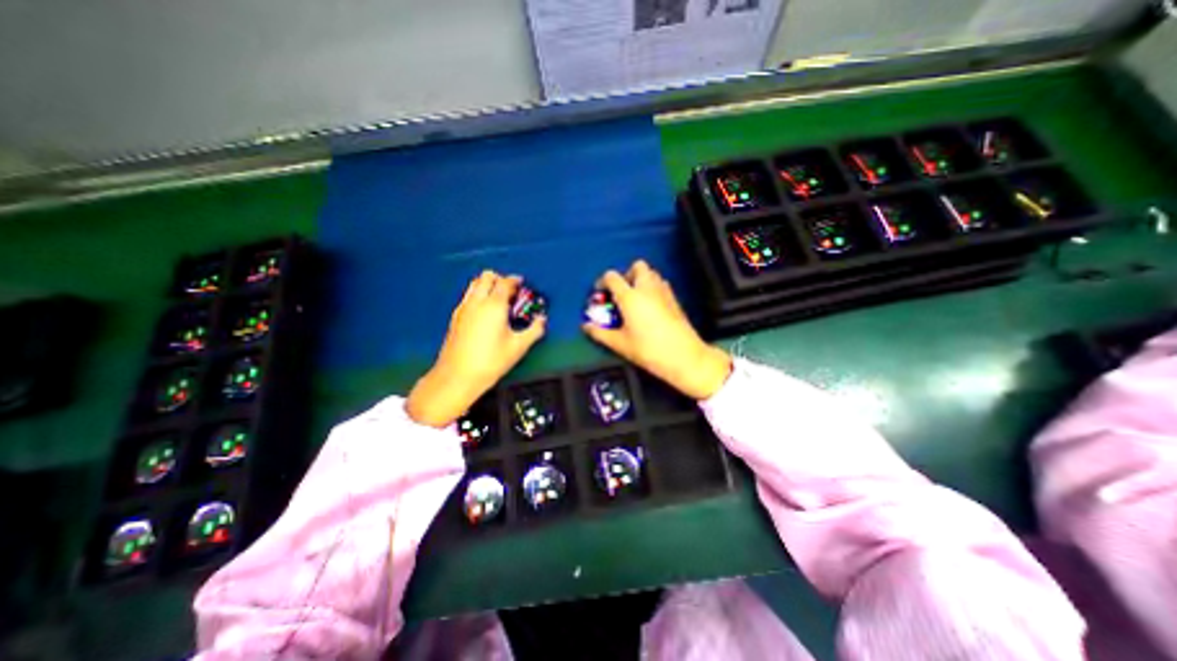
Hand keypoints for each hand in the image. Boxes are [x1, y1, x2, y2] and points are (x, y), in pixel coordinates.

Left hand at [411, 270, 546, 426]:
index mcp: (494, 305)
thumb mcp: (519, 346)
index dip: (515, 281)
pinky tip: (485, 313)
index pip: (505, 282)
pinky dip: (478, 295)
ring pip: (475, 284)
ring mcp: (463, 308)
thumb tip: (542, 320)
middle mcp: (477, 302)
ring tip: (499, 300)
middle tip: (511, 291)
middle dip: (500, 279)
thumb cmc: (491, 361)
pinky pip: (468, 296)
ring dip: (488, 285)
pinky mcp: (455, 317)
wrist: (458, 376)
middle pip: (487, 276)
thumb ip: (534, 330)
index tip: (522, 285)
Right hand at [584, 260, 731, 399]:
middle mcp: (647, 288)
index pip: (612, 277)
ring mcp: (664, 291)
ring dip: (641, 280)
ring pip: (651, 273)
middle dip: (626, 274)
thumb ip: (600, 333)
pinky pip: (661, 284)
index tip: (600, 294)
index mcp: (630, 297)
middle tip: (621, 293)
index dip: (602, 282)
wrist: (684, 356)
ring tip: (635, 300)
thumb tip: (585, 326)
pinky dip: (652, 288)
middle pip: (637, 266)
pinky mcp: (675, 299)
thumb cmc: (648, 350)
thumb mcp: (620, 344)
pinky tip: (650, 307)